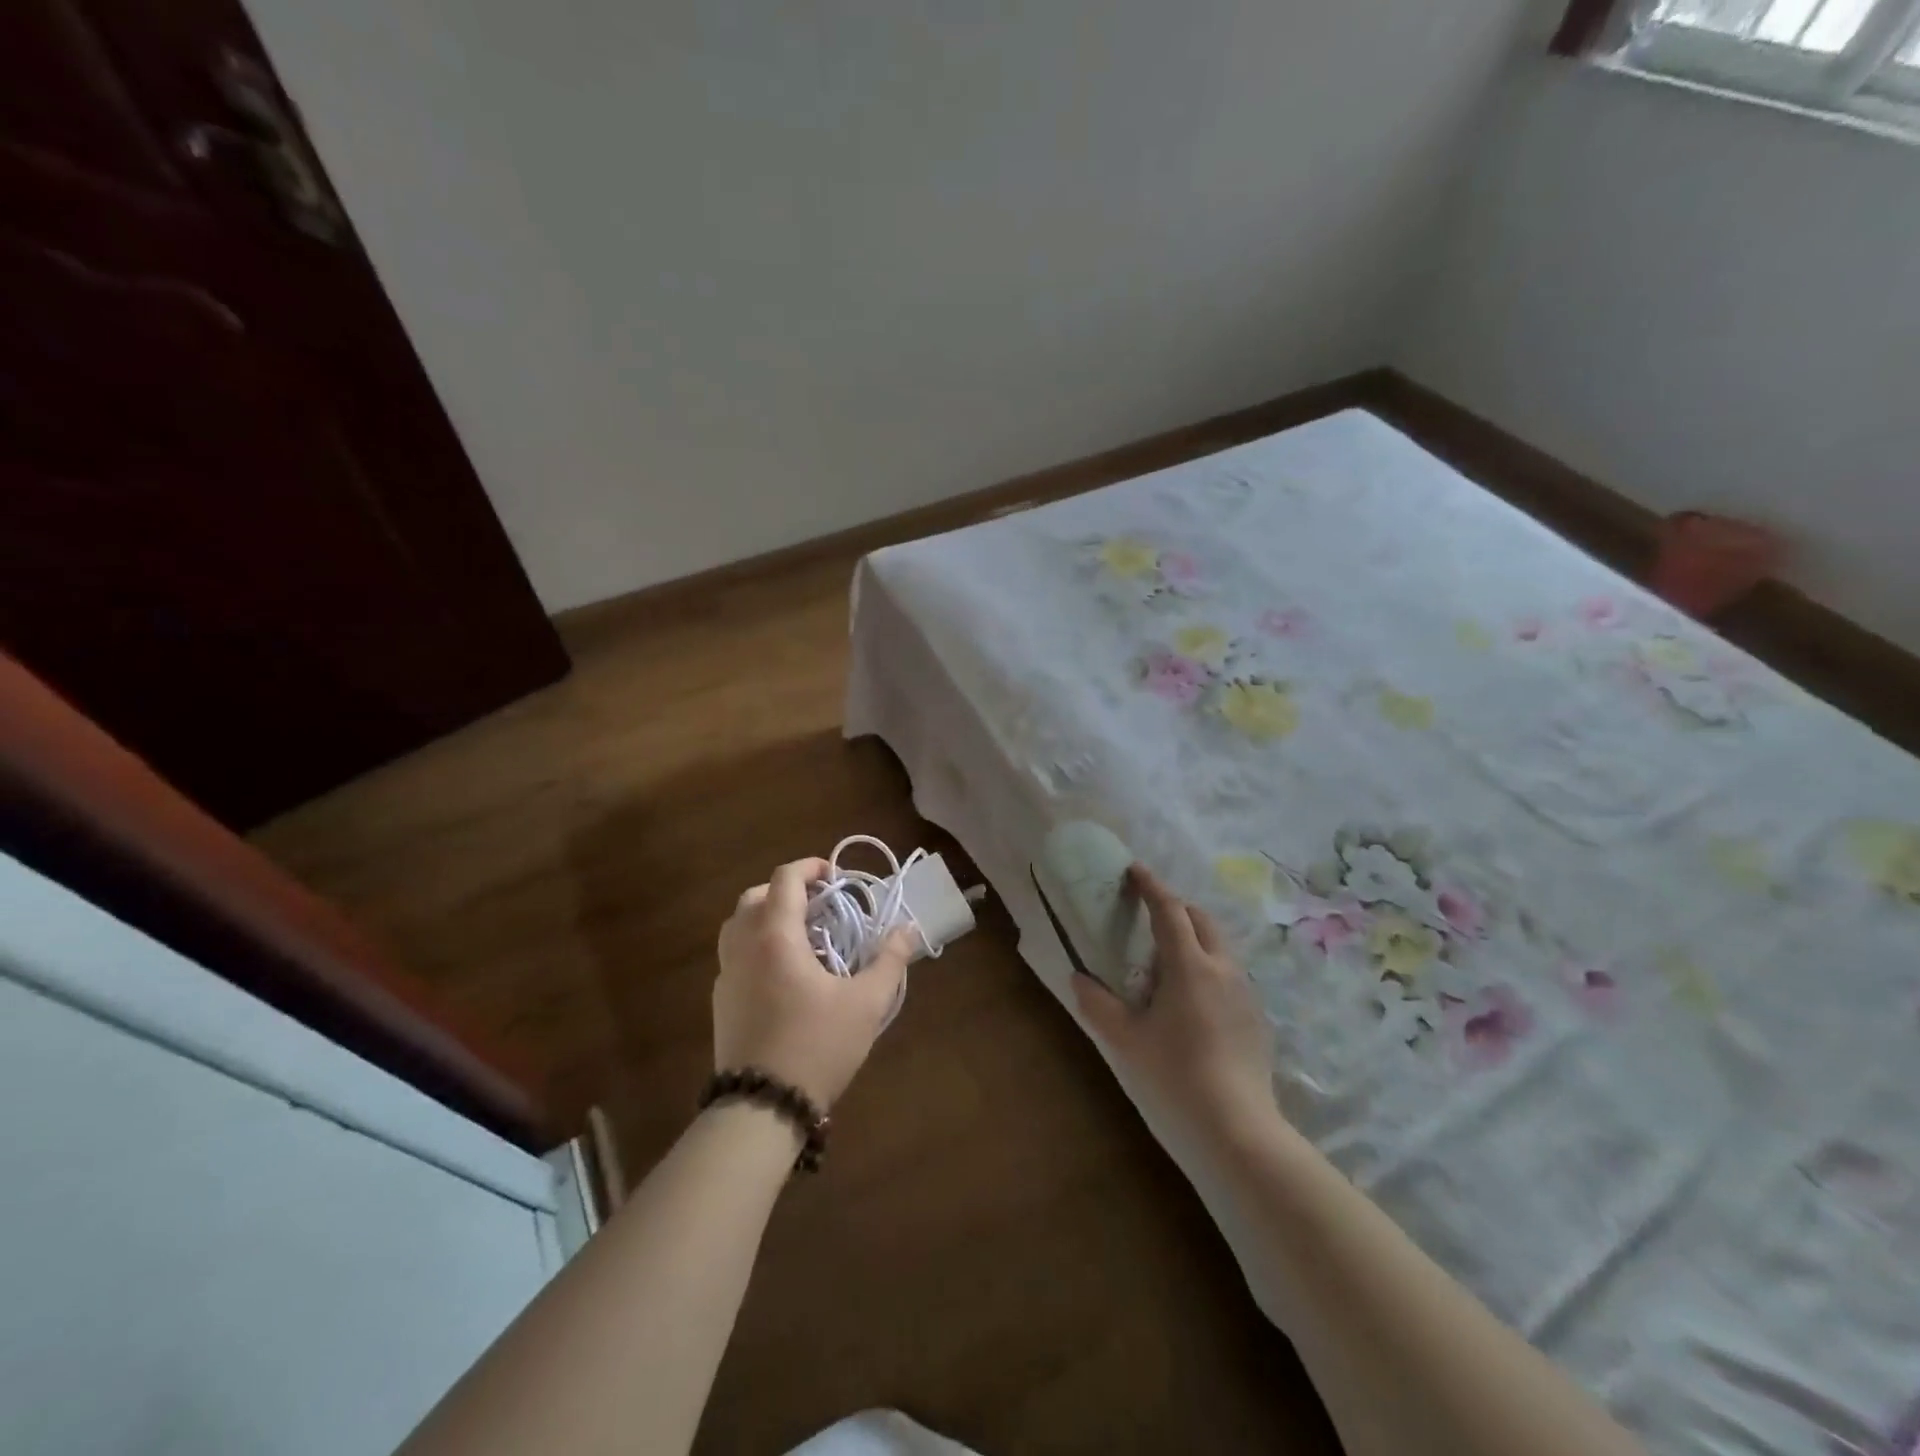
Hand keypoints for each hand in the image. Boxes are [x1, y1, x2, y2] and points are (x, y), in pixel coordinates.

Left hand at [714, 857, 912, 1108]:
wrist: (762, 1107)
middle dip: (787, 890)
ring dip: (766, 916)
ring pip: (738, 925)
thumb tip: (908, 928)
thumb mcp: (866, 1003)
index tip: (835, 876)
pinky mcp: (720, 1001)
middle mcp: (743, 946)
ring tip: (801, 935)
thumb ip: (890, 960)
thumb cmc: (816, 1045)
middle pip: (755, 896)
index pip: (785, 879)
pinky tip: (783, 973)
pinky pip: (734, 954)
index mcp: (775, 936)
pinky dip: (755, 944)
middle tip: (820, 905)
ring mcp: (726, 975)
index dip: (810, 867)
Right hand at [1072, 865, 1276, 1141]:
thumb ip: (1098, 1005)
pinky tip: (1192, 998)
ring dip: (1193, 936)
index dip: (1151, 886)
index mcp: (1189, 965)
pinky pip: (1229, 972)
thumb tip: (1078, 979)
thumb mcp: (1127, 1039)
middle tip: (1148, 915)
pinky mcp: (1256, 1015)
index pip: (1169, 910)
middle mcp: (1222, 967)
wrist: (1238, 1125)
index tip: (1135, 869)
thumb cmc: (1175, 1074)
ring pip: (1219, 944)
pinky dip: (1208, 964)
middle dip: (1175, 907)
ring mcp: (1245, 990)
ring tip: (1167, 959)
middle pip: (1201, 918)